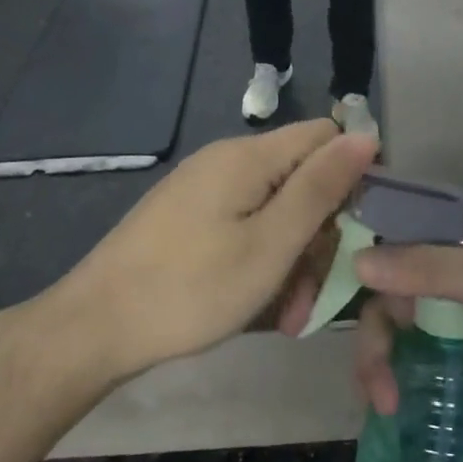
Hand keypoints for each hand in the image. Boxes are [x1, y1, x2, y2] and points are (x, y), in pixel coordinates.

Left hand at [52, 121, 379, 381]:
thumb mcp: (270, 244)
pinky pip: (245, 225)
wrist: (95, 325)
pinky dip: (262, 259)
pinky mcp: (189, 215)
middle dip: (321, 233)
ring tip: (290, 316)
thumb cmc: (191, 289)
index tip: (365, 229)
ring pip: (275, 209)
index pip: (326, 136)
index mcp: (249, 156)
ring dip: (293, 257)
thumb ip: (320, 188)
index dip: (355, 174)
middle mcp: (227, 160)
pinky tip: (261, 303)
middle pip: (301, 178)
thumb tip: (366, 135)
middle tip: (318, 296)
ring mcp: (205, 187)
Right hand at [353, 242, 462, 415]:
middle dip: (377, 343)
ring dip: (387, 364)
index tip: (359, 330)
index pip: (393, 251)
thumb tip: (357, 262)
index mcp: (458, 243)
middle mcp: (454, 274)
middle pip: (393, 298)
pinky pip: (428, 360)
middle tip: (378, 395)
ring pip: (406, 332)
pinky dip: (410, 378)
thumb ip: (431, 269)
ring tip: (388, 408)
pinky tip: (401, 406)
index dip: (366, 284)